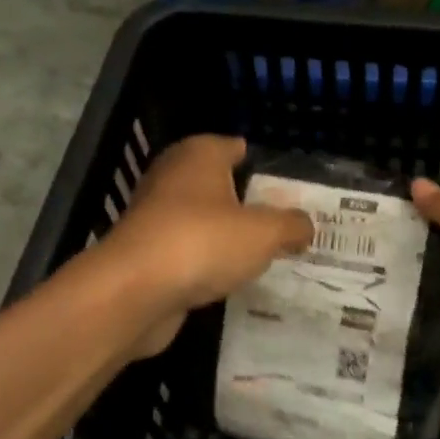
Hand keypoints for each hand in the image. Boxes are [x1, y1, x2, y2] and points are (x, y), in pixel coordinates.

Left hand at [107, 135, 313, 356]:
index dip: (263, 165)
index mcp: (199, 154)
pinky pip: (187, 251)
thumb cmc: (202, 242)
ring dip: (225, 236)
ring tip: (262, 255)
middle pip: (219, 185)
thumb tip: (305, 226)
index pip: (236, 147)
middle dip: (247, 203)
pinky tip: (228, 278)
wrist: (134, 291)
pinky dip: (205, 262)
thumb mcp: (264, 233)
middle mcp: (172, 176)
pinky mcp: (146, 253)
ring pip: (202, 220)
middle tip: (283, 225)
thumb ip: (291, 226)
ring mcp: (154, 215)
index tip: (290, 190)